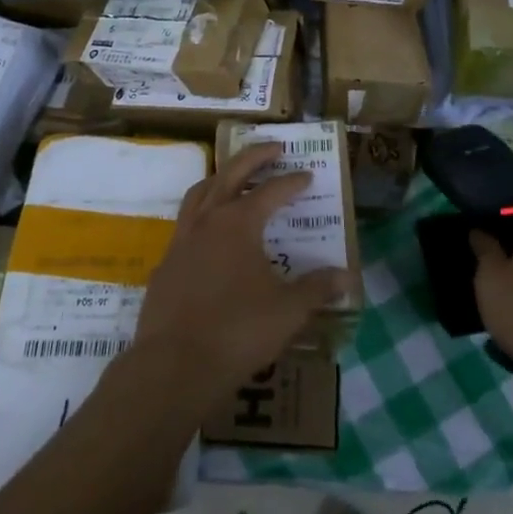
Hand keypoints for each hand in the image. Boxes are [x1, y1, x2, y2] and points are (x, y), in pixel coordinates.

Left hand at [133, 142, 351, 406]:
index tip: (308, 175)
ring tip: (236, 177)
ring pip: (200, 193)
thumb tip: (347, 276)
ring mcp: (181, 241)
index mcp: (238, 223)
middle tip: (274, 147)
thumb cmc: (237, 332)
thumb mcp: (288, 311)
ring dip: (221, 178)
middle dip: (254, 157)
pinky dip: (202, 214)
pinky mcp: (166, 264)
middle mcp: (208, 221)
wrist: (174, 366)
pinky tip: (211, 234)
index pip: (271, 191)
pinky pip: (185, 224)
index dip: (292, 181)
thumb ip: (317, 289)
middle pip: (230, 174)